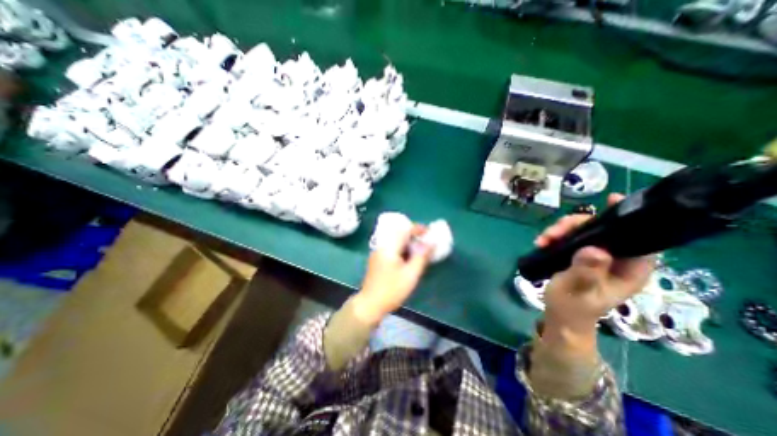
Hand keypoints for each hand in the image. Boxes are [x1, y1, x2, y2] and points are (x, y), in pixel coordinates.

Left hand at [354, 226, 433, 325]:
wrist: (370, 304)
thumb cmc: (392, 290)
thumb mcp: (411, 275)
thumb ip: (421, 257)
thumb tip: (431, 243)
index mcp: (389, 247)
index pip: (404, 230)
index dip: (418, 228)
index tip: (429, 232)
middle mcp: (382, 246)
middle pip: (399, 233)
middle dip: (414, 234)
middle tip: (426, 241)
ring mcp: (378, 252)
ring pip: (396, 240)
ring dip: (408, 241)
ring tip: (420, 249)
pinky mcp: (378, 259)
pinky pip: (392, 247)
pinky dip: (402, 248)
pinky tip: (409, 257)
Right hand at [543, 193, 653, 346]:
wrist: (560, 317)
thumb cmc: (572, 307)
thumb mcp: (577, 290)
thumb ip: (586, 271)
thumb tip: (594, 250)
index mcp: (629, 269)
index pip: (636, 237)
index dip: (625, 218)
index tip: (609, 201)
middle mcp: (617, 259)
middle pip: (602, 229)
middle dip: (575, 225)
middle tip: (553, 232)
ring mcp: (598, 257)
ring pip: (583, 231)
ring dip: (561, 231)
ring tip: (543, 240)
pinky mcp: (581, 256)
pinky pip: (571, 238)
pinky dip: (556, 236)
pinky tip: (542, 242)